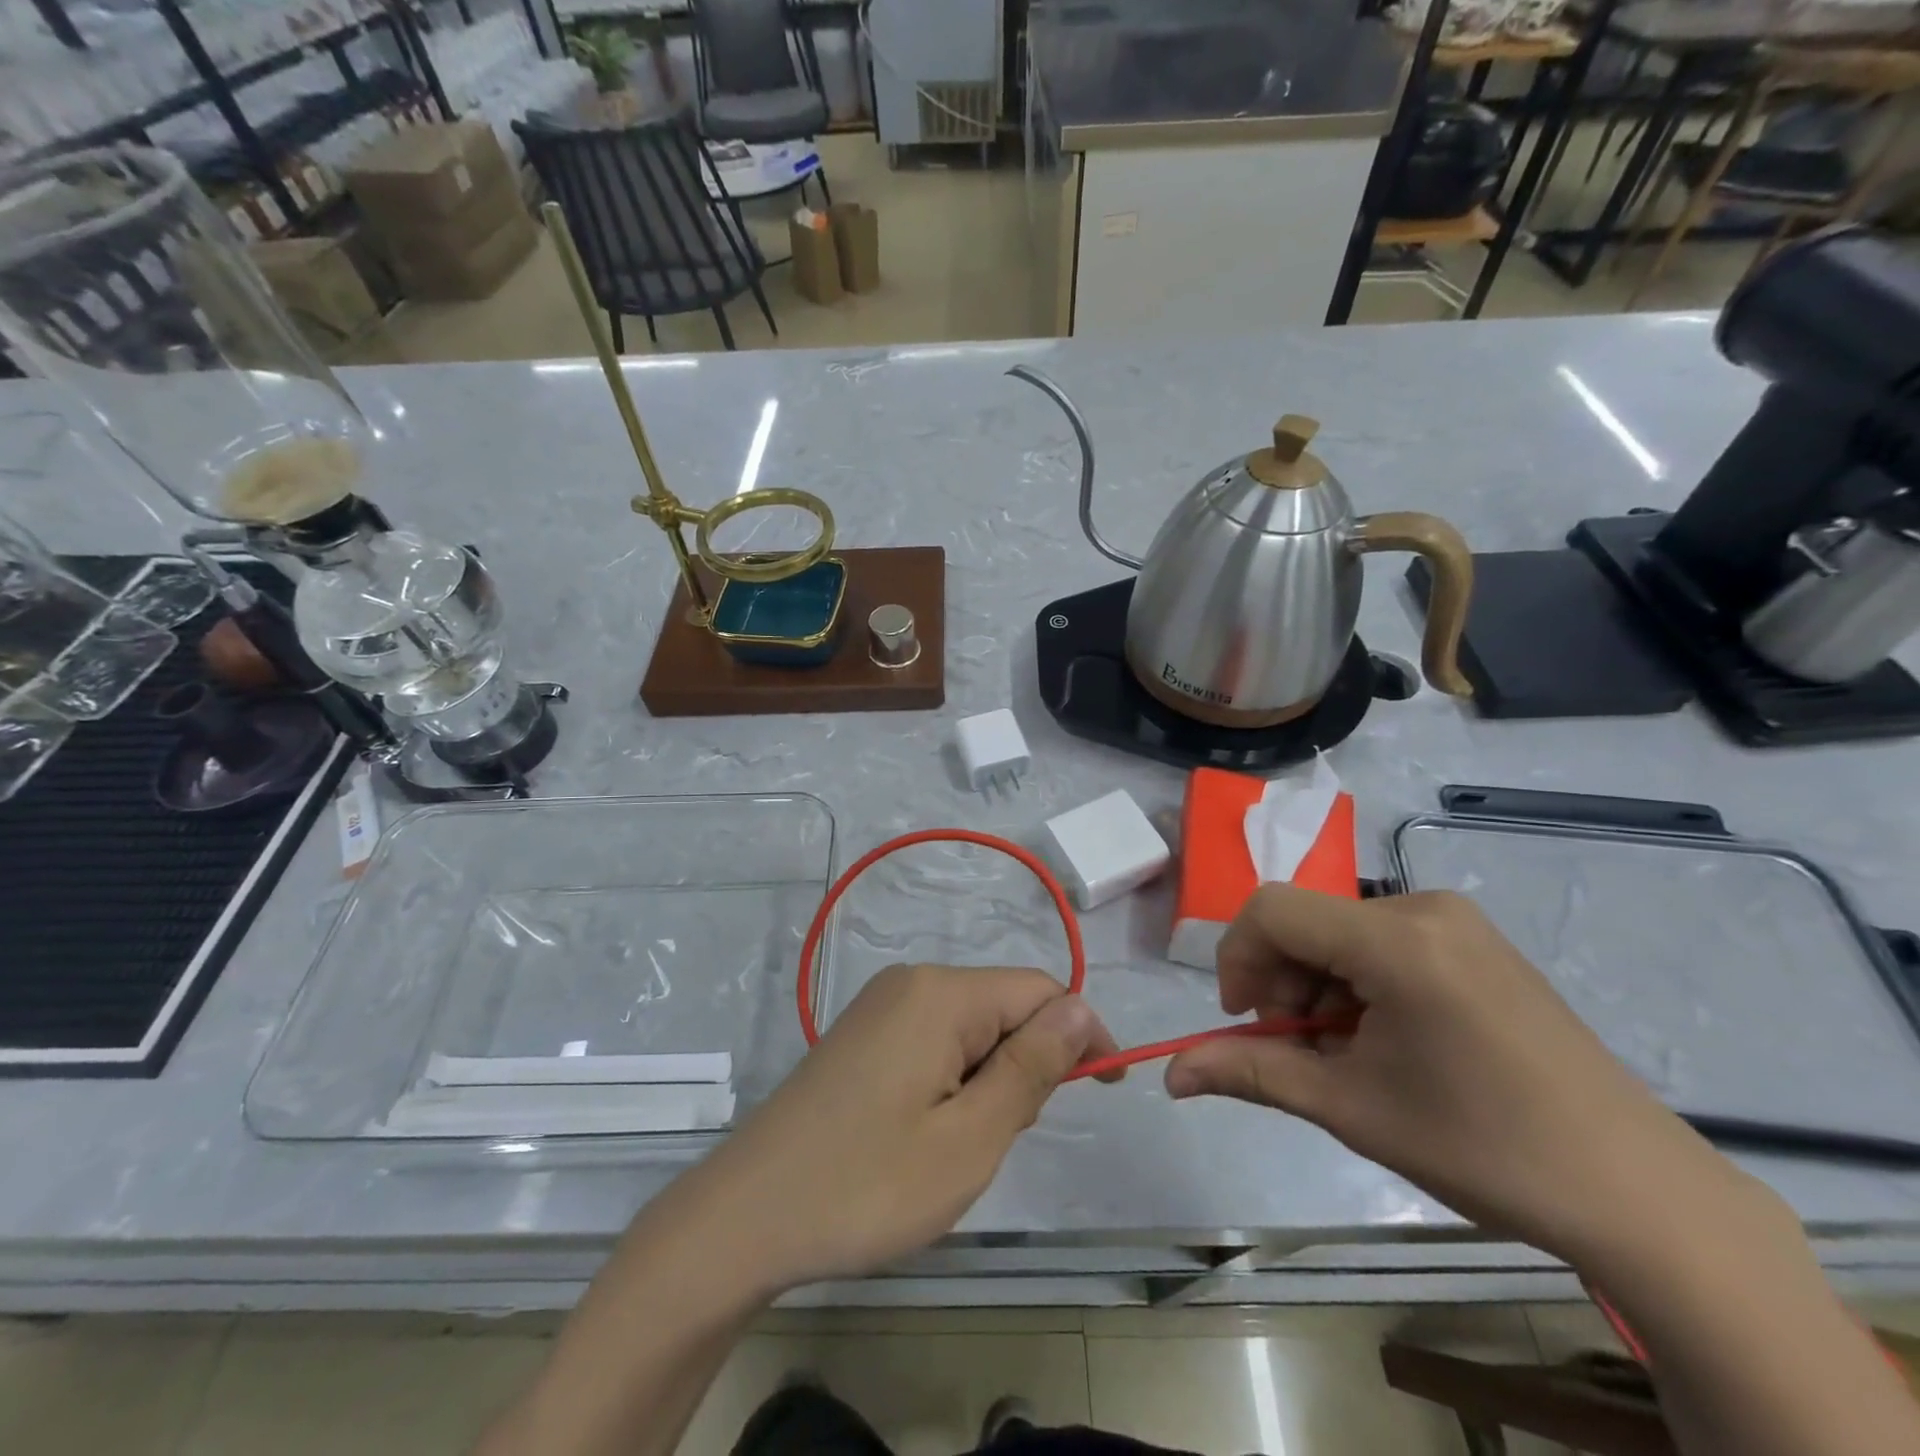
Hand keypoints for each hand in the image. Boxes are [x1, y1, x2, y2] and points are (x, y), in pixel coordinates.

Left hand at [661, 965, 1117, 1294]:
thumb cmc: (868, 1184)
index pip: (1039, 990)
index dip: (1080, 1035)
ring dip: (988, 1079)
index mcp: (941, 993)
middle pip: (1003, 1006)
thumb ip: (1031, 1068)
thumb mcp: (969, 1139)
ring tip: (955, 1145)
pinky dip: (953, 1080)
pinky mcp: (863, 1034)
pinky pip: (934, 1039)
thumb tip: (1081, 1009)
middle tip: (999, 1139)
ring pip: (971, 1027)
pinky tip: (924, 1132)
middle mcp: (911, 982)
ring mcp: (881, 1005)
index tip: (1103, 1092)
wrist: (746, 1216)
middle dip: (1026, 1064)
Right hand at [1164, 885, 1759, 1266]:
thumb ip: (1252, 1073)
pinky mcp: (1476, 942)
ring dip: (1317, 986)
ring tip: (1346, 1055)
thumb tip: (1171, 1075)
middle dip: (1280, 981)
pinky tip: (1385, 1039)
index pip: (1271, 910)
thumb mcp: (1351, 1108)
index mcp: (1395, 939)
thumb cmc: (1484, 1147)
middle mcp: (1423, 907)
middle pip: (1305, 920)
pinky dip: (1358, 982)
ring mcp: (1457, 921)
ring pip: (1340, 932)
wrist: (1640, 1193)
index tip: (1244, 1021)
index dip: (1236, 960)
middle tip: (1299, 1050)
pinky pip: (1383, 941)